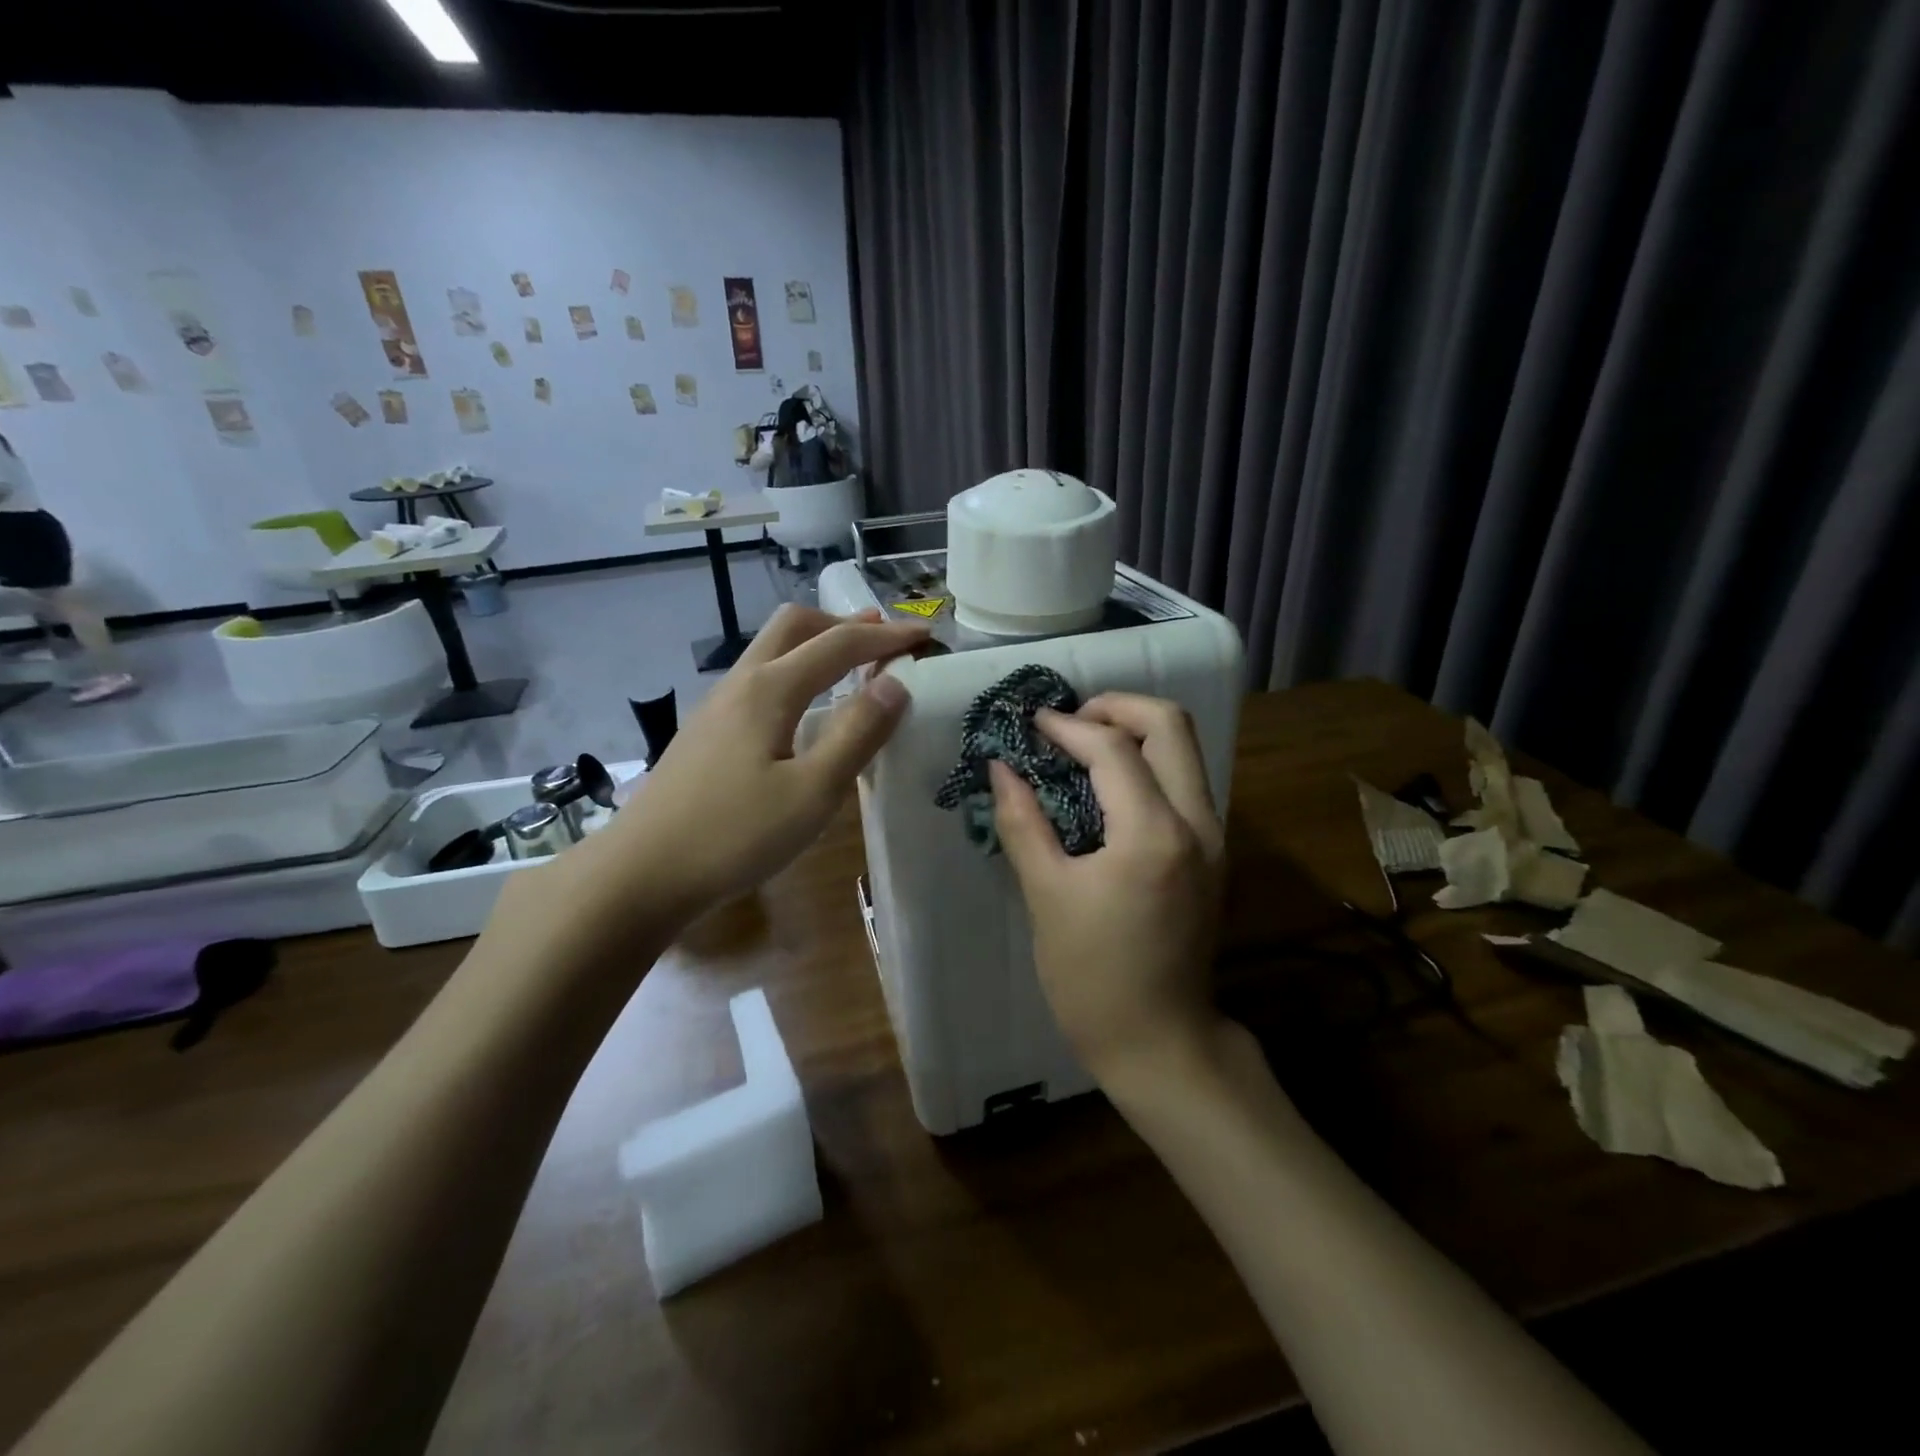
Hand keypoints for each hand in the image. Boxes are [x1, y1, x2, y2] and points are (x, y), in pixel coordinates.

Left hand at [561, 605, 926, 922]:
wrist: (641, 874)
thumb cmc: (734, 836)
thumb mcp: (812, 793)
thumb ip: (857, 735)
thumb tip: (896, 684)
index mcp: (770, 690)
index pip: (838, 644)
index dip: (886, 636)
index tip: (926, 636)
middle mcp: (741, 684)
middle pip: (794, 626)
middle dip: (843, 624)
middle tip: (883, 639)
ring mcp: (717, 706)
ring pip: (771, 650)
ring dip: (816, 645)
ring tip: (851, 665)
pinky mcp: (706, 732)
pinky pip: (759, 679)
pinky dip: (795, 672)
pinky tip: (804, 709)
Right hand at [989, 692, 1226, 1082]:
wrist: (1160, 1042)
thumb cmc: (1092, 978)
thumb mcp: (1046, 896)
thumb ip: (1023, 821)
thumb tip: (1001, 767)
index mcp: (1153, 834)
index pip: (1113, 748)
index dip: (1066, 727)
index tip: (1029, 725)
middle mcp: (1198, 822)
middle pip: (1171, 724)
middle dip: (1116, 707)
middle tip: (1067, 723)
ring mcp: (1214, 837)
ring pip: (1185, 749)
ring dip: (1134, 732)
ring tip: (1081, 746)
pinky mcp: (1213, 852)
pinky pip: (1184, 780)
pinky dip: (1148, 762)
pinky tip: (1106, 785)